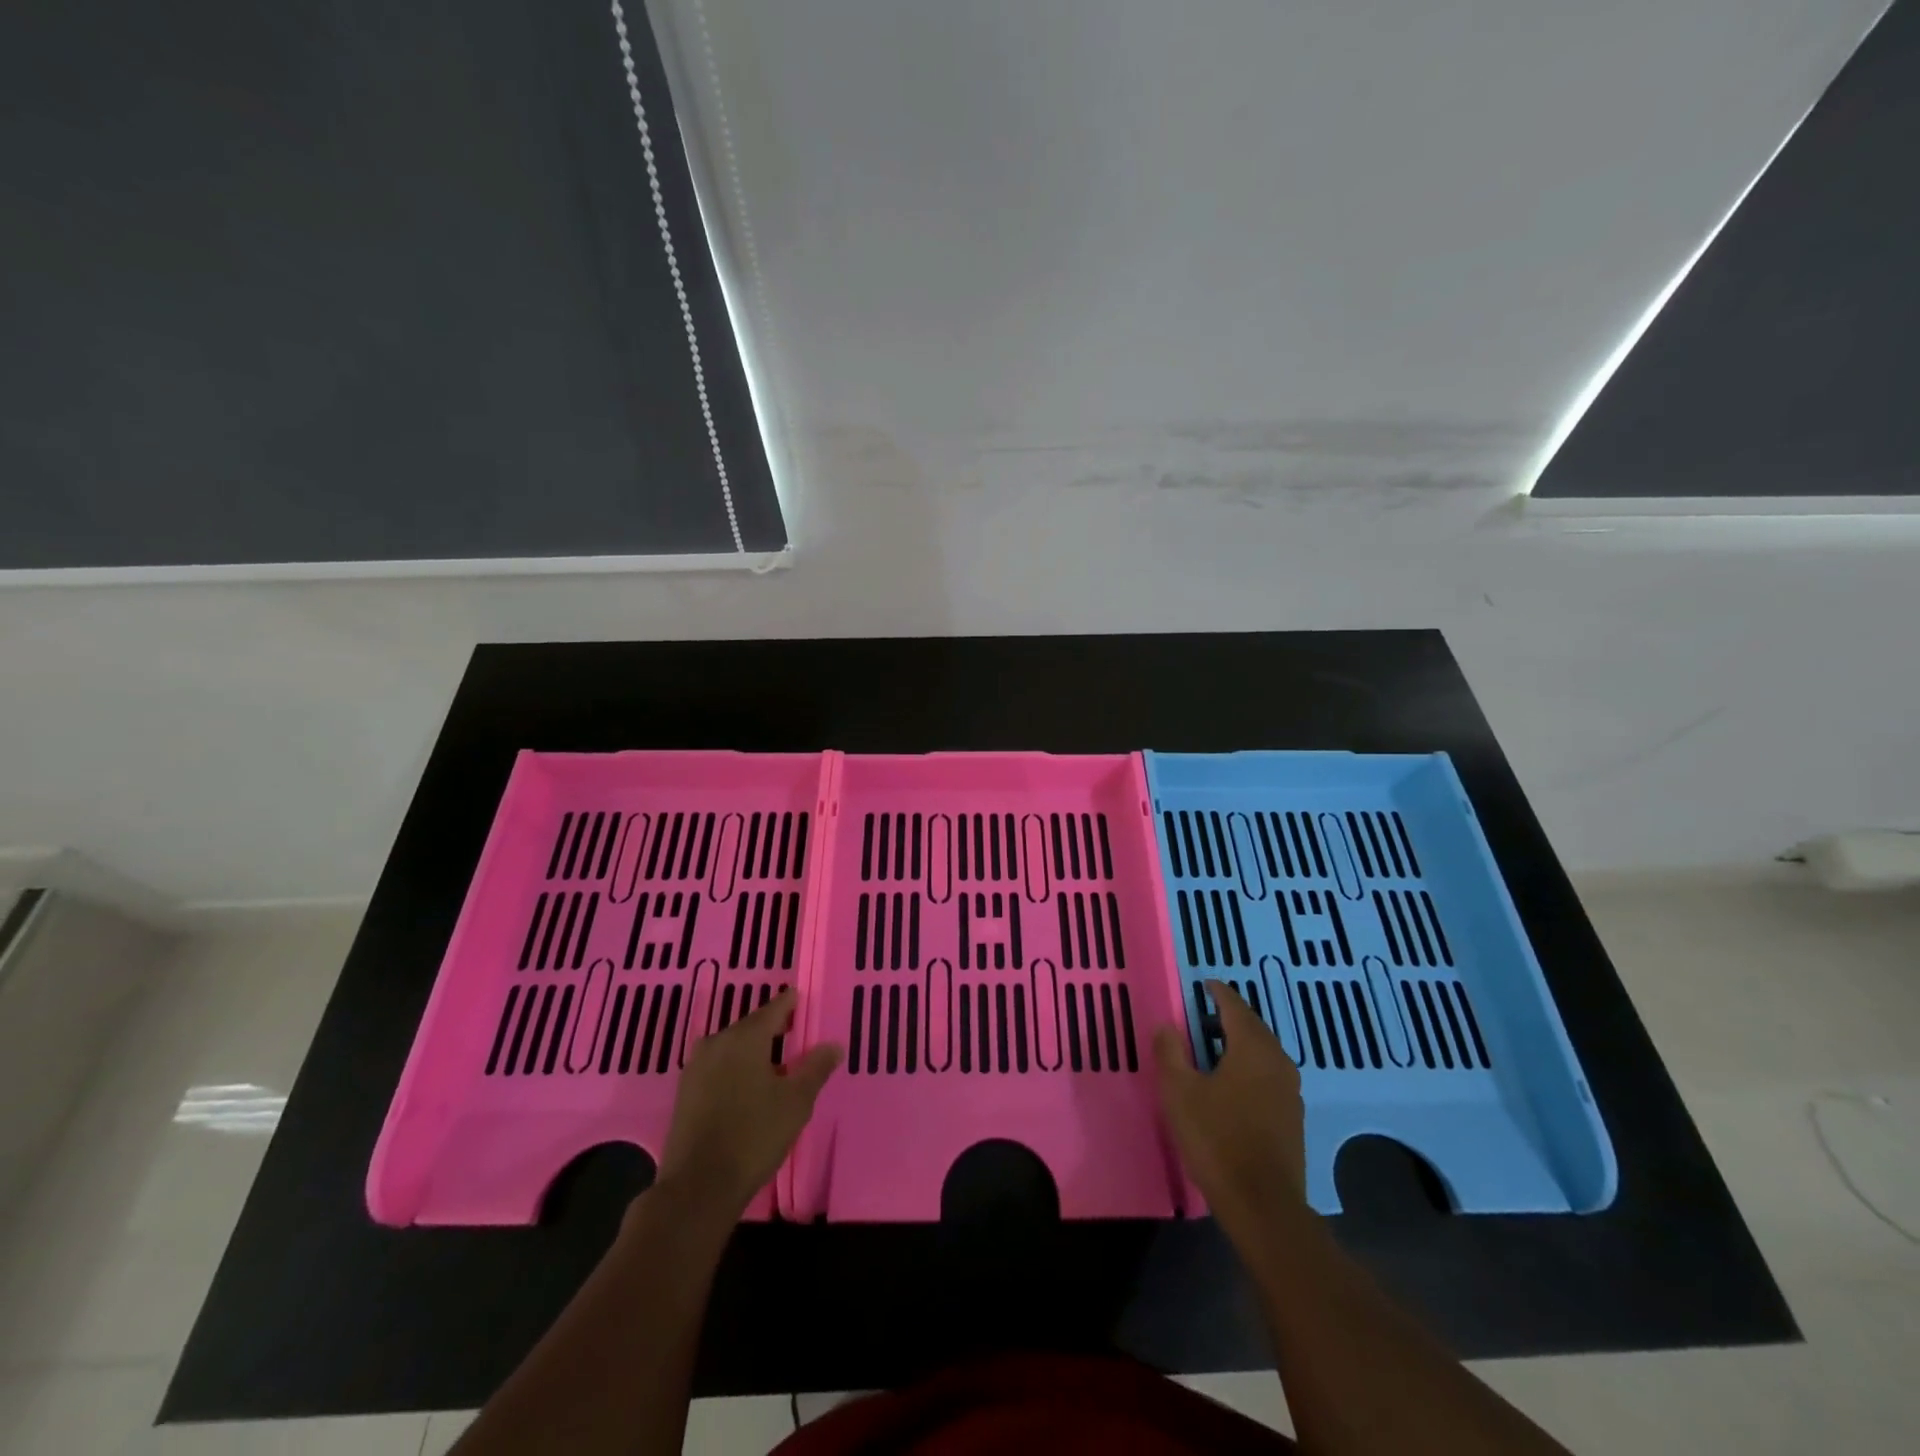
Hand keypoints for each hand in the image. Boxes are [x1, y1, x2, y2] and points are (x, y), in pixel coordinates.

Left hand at [656, 989, 840, 1219]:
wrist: (698, 1186)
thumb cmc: (754, 1135)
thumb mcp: (796, 1101)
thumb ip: (816, 1068)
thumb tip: (833, 1045)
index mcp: (745, 1037)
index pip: (773, 1008)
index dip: (790, 1004)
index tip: (801, 998)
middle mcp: (717, 1042)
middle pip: (750, 1027)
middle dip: (772, 1029)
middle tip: (793, 1033)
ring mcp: (696, 1067)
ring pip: (731, 1047)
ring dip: (752, 1050)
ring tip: (774, 1063)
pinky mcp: (684, 1092)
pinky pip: (717, 1067)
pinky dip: (734, 1068)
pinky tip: (747, 1086)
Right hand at [1153, 979, 1308, 1234]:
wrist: (1262, 1205)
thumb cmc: (1217, 1139)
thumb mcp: (1180, 1092)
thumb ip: (1171, 1052)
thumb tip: (1166, 1025)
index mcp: (1252, 1048)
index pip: (1235, 1006)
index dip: (1218, 992)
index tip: (1204, 984)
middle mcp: (1277, 1061)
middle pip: (1253, 1027)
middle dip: (1230, 1016)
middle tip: (1203, 1014)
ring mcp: (1290, 1091)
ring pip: (1264, 1052)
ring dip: (1240, 1043)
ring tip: (1213, 1047)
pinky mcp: (1292, 1117)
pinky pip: (1269, 1074)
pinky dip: (1250, 1066)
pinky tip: (1232, 1082)